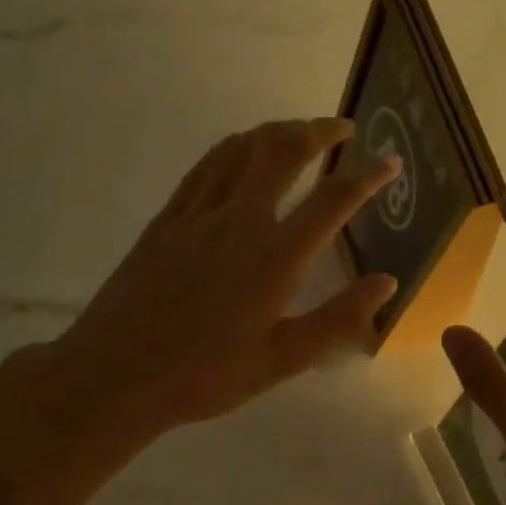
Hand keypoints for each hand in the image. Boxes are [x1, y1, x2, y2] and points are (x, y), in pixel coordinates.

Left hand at [26, 118, 400, 442]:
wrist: (115, 376)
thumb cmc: (205, 376)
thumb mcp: (283, 360)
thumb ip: (338, 319)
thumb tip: (387, 283)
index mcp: (275, 259)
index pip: (332, 200)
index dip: (368, 175)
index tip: (390, 161)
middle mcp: (239, 222)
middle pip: (282, 151)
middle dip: (318, 130)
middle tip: (342, 128)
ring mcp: (197, 215)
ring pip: (240, 149)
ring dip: (276, 131)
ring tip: (299, 132)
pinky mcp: (166, 219)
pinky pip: (205, 167)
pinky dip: (233, 148)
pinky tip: (241, 153)